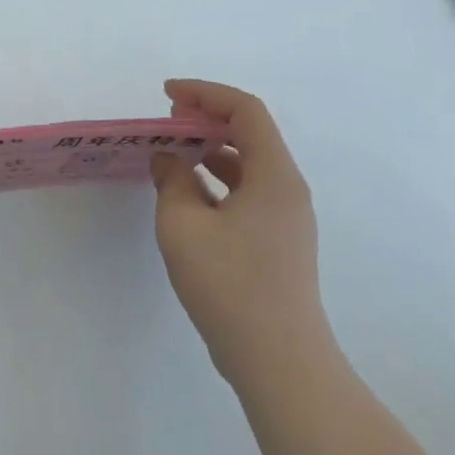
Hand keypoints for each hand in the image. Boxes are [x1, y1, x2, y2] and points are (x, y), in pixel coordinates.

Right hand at [151, 80, 327, 378]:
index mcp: (274, 176)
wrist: (279, 361)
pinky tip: (186, 194)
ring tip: (171, 152)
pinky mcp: (278, 243)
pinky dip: (217, 180)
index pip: (245, 110)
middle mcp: (287, 189)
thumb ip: (172, 182)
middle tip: (166, 121)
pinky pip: (247, 192)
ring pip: (249, 165)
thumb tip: (169, 159)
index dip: (205, 93)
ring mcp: (286, 218)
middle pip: (251, 134)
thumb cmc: (230, 285)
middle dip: (206, 118)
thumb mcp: (183, 226)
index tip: (167, 95)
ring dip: (210, 150)